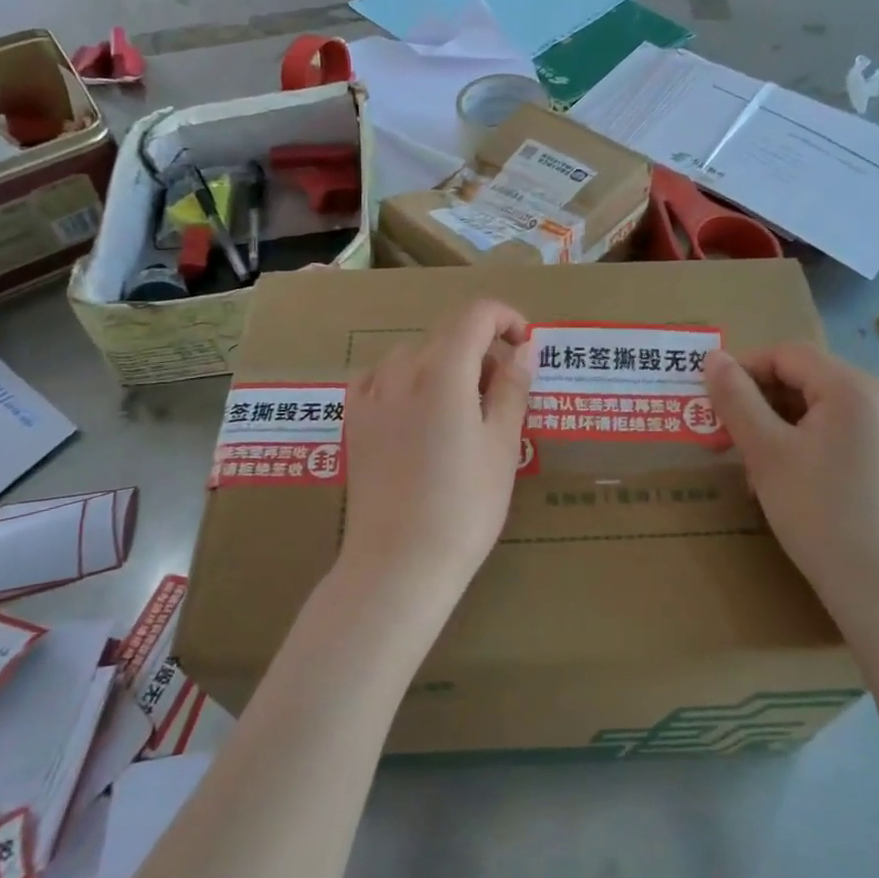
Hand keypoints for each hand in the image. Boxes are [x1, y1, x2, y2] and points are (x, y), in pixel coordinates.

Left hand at [341, 299, 534, 586]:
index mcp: (442, 371)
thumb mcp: (502, 445)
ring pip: (414, 355)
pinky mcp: (353, 421)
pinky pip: (381, 378)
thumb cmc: (464, 506)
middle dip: (481, 351)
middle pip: (446, 335)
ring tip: (462, 412)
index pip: (475, 315)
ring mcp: (370, 395)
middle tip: (502, 398)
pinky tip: (418, 413)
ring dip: (445, 366)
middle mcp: (400, 370)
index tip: (525, 347)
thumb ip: (512, 387)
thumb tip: (522, 348)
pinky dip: (408, 382)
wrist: (399, 562)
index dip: (506, 319)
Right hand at [704, 343, 878, 636]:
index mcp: (854, 386)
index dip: (743, 370)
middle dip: (759, 402)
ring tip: (753, 466)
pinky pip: (840, 431)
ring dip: (778, 425)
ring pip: (819, 407)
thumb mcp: (766, 452)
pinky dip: (806, 442)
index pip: (787, 354)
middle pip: (805, 378)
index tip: (711, 402)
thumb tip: (713, 358)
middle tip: (726, 438)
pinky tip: (787, 478)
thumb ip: (736, 398)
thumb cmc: (819, 512)